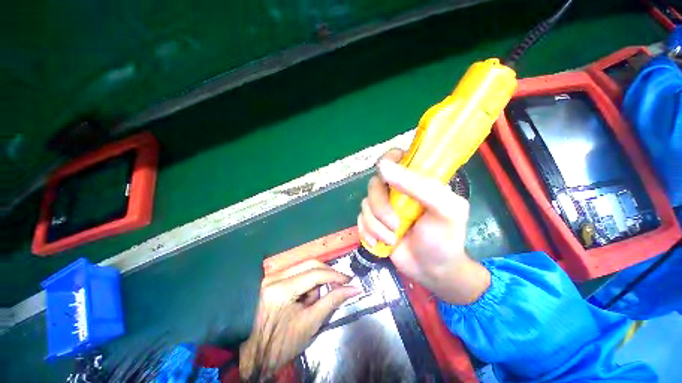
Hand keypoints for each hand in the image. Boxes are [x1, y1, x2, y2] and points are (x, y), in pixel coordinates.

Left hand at [239, 260, 360, 379]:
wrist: (255, 354)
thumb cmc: (282, 344)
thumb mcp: (311, 323)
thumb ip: (333, 301)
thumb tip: (354, 288)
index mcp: (281, 290)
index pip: (315, 273)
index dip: (335, 275)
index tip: (349, 280)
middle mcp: (274, 277)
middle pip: (310, 264)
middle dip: (326, 274)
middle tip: (338, 285)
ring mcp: (271, 276)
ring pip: (304, 267)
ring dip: (315, 280)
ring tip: (311, 302)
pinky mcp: (271, 279)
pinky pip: (296, 272)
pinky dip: (306, 281)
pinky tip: (303, 298)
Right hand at [357, 149, 489, 304]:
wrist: (432, 271)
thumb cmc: (444, 239)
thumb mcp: (444, 210)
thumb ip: (419, 186)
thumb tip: (382, 166)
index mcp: (416, 180)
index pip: (396, 157)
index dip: (388, 162)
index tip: (386, 178)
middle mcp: (397, 189)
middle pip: (374, 184)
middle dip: (380, 207)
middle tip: (395, 224)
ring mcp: (383, 206)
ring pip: (365, 204)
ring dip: (376, 225)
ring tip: (392, 239)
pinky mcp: (373, 222)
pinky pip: (360, 219)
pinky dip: (367, 232)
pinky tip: (378, 243)